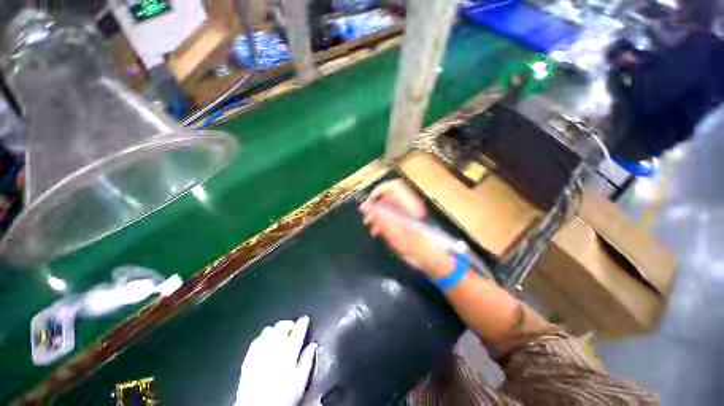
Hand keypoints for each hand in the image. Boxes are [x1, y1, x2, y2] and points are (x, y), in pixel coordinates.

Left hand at [235, 316, 316, 405]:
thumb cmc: (283, 397)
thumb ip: (307, 360)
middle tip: (294, 328)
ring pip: (270, 329)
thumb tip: (313, 345)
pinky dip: (264, 336)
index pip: (299, 328)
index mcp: (290, 349)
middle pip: (283, 325)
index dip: (303, 322)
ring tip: (281, 334)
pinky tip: (266, 342)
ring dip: (277, 329)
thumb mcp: (300, 382)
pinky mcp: (249, 356)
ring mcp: (261, 349)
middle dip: (290, 323)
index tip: (306, 319)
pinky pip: (257, 339)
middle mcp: (275, 345)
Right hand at [359, 180, 452, 278]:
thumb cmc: (419, 249)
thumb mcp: (398, 236)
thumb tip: (366, 206)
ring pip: (388, 206)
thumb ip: (382, 219)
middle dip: (375, 206)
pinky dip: (382, 221)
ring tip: (372, 228)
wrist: (434, 260)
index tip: (368, 205)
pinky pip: (391, 215)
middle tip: (368, 219)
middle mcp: (409, 206)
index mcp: (410, 205)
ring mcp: (408, 213)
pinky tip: (378, 231)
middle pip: (388, 196)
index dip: (378, 191)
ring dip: (377, 215)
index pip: (393, 186)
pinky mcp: (406, 220)